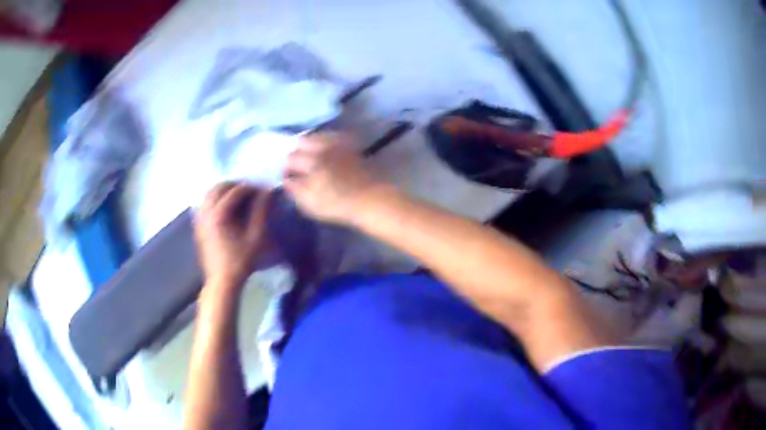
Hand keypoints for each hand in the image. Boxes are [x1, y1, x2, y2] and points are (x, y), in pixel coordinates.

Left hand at [194, 182, 272, 292]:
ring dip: (224, 190)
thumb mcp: (256, 237)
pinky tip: (226, 207)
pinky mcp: (198, 225)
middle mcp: (206, 212)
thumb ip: (261, 211)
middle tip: (251, 191)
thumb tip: (266, 192)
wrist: (222, 281)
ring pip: (210, 193)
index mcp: (219, 214)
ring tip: (239, 197)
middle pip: (220, 187)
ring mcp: (200, 218)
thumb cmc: (241, 261)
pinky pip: (205, 203)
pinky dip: (215, 199)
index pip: (236, 191)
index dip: (251, 188)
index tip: (263, 190)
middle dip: (236, 185)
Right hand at [283, 133, 386, 224]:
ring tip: (307, 152)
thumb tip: (285, 180)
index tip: (284, 174)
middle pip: (302, 142)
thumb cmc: (338, 205)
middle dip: (295, 150)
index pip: (290, 159)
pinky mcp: (350, 146)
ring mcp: (337, 145)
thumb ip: (295, 190)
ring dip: (308, 142)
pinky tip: (325, 147)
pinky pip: (333, 137)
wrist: (372, 199)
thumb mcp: (311, 204)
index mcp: (310, 162)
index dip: (285, 166)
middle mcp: (322, 148)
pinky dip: (325, 139)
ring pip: (317, 136)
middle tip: (294, 161)